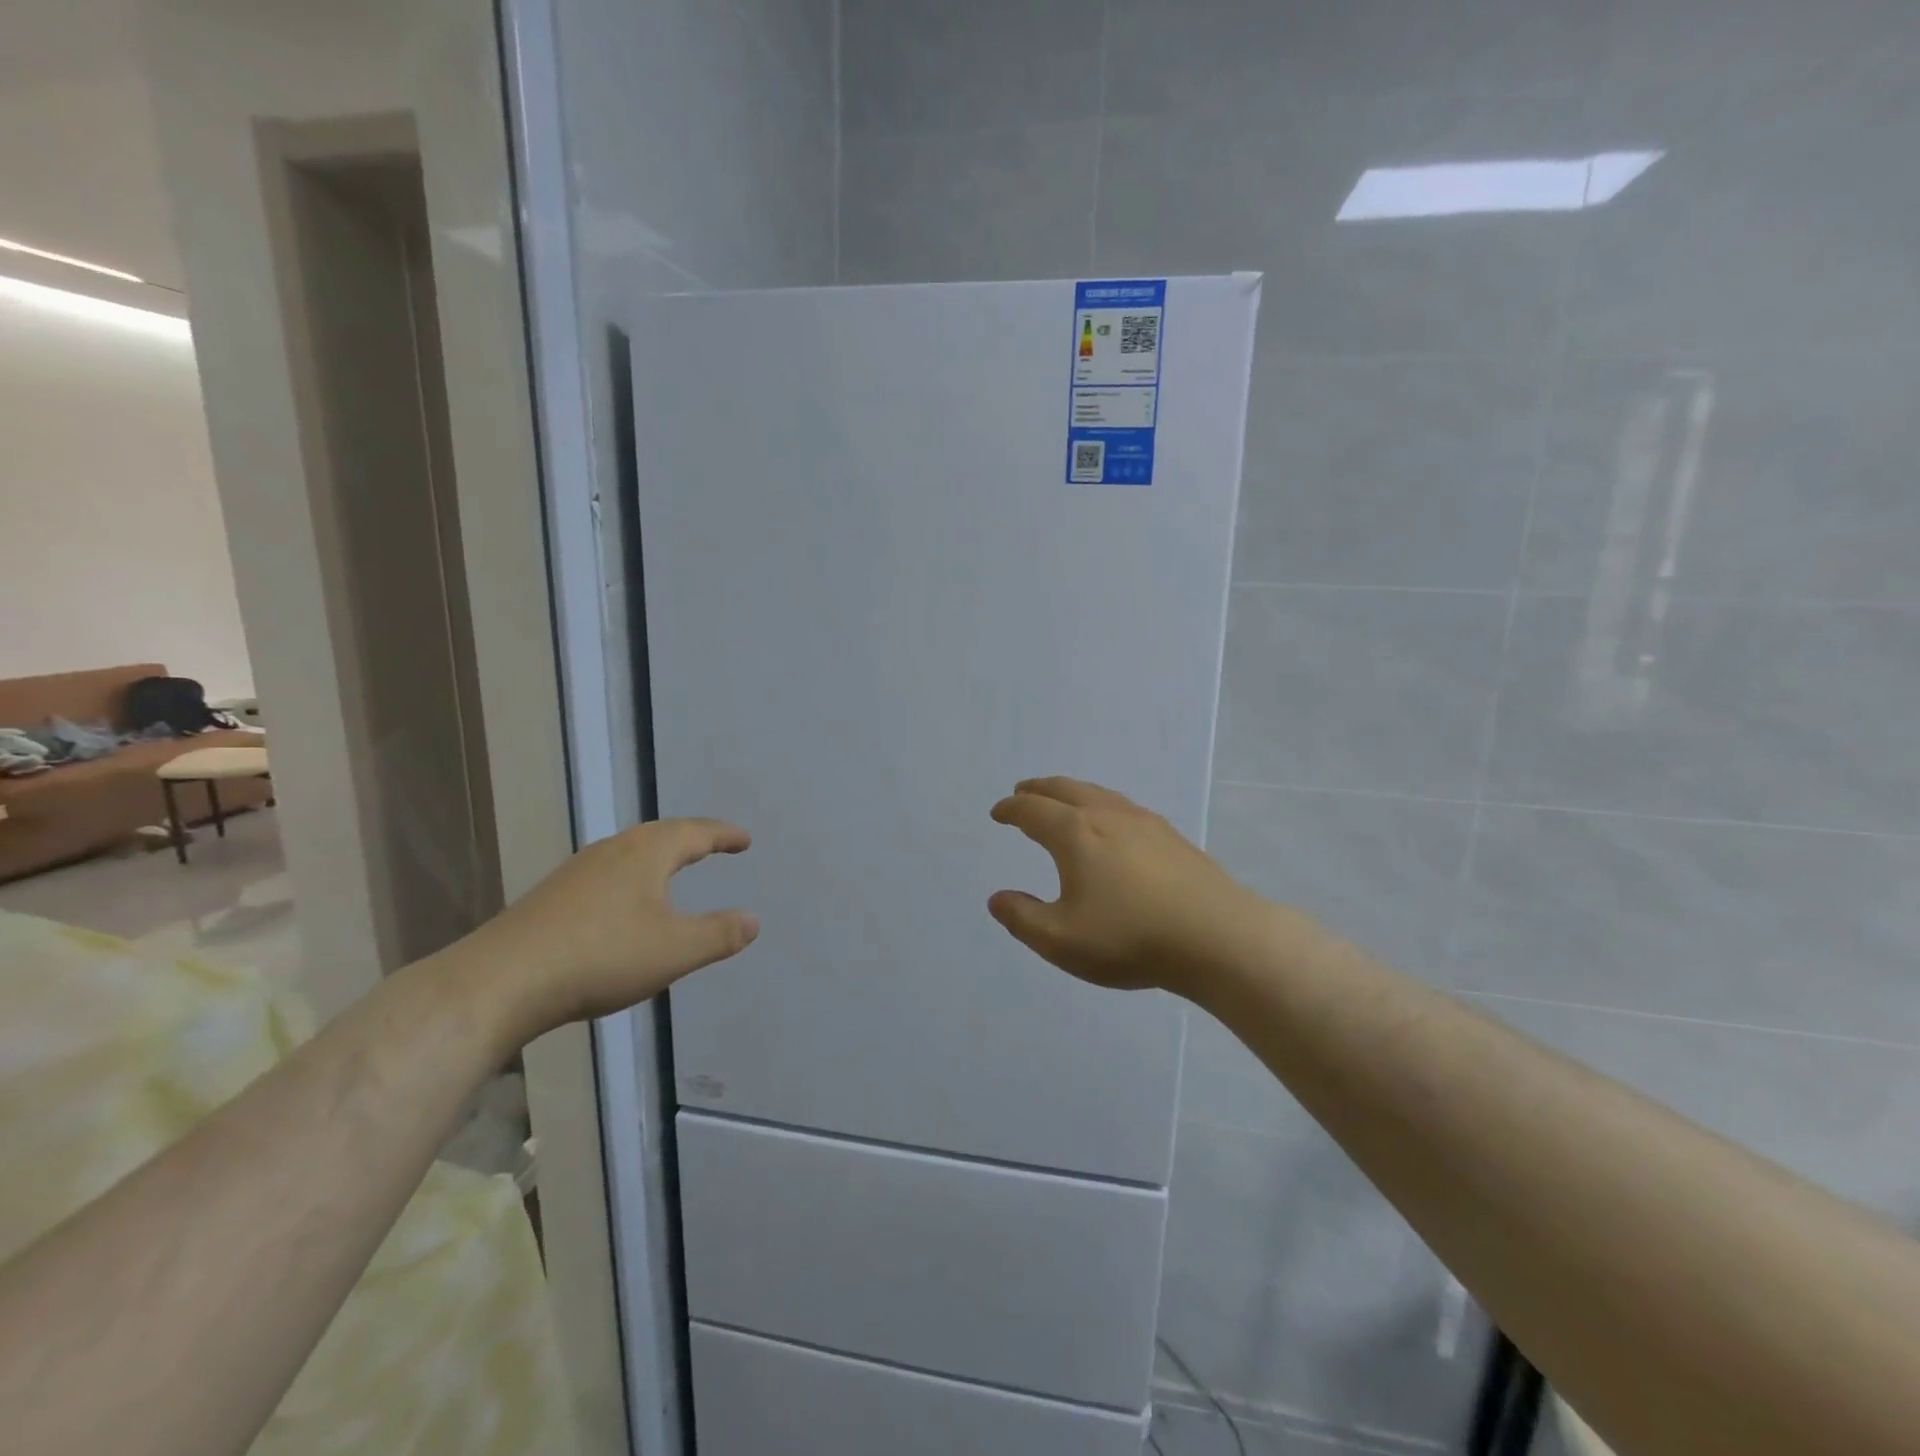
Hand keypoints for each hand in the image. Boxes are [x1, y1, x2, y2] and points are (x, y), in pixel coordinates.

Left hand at [455, 818, 757, 1042]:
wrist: (500, 982)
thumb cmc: (601, 957)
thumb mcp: (675, 950)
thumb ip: (719, 934)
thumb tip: (753, 920)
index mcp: (646, 853)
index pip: (695, 833)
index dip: (724, 835)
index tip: (744, 840)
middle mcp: (612, 851)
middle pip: (660, 835)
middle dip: (691, 839)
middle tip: (714, 845)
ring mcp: (577, 873)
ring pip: (630, 853)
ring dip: (659, 857)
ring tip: (674, 868)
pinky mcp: (552, 898)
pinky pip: (607, 874)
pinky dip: (632, 878)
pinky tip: (625, 903)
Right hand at [987, 777, 1268, 996]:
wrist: (1216, 937)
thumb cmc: (1130, 938)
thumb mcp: (1061, 941)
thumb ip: (1022, 918)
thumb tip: (997, 898)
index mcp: (1075, 834)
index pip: (1032, 811)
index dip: (1011, 810)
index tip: (998, 812)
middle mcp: (1106, 816)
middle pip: (1064, 789)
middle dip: (1038, 790)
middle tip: (1022, 792)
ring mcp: (1143, 822)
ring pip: (1097, 793)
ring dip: (1070, 792)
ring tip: (1062, 801)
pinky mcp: (1170, 835)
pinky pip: (1122, 805)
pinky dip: (1100, 803)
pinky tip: (1111, 822)